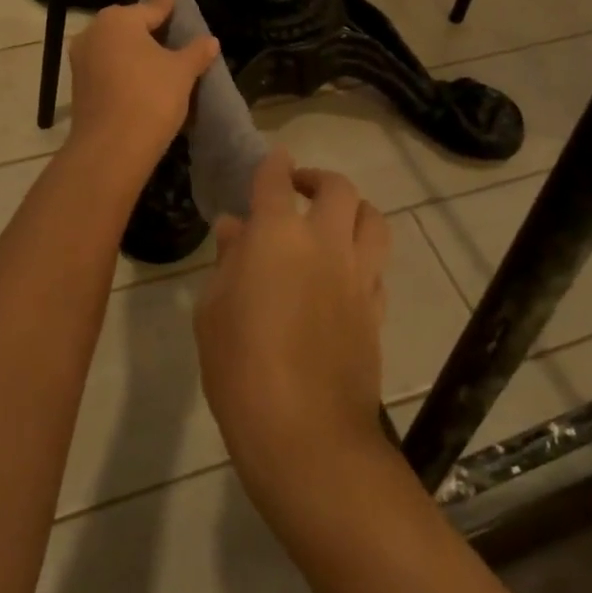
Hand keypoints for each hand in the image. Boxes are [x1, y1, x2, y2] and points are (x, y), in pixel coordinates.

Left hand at [66, 0, 218, 175]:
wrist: (111, 149)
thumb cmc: (151, 97)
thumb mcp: (182, 72)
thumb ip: (196, 52)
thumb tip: (210, 41)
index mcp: (119, 19)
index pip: (153, 7)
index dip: (170, 6)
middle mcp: (94, 32)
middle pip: (131, 26)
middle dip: (152, 31)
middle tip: (177, 38)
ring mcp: (81, 60)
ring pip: (117, 49)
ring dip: (137, 53)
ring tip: (163, 64)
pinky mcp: (78, 86)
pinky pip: (108, 69)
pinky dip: (125, 71)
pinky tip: (143, 83)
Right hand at [195, 149, 390, 501]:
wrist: (305, 433)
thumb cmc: (240, 368)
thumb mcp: (213, 311)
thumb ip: (227, 262)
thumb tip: (234, 230)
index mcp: (277, 235)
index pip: (275, 180)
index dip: (273, 164)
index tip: (272, 160)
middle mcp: (325, 243)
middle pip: (337, 188)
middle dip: (317, 178)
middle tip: (299, 188)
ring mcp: (358, 276)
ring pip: (373, 220)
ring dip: (354, 209)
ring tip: (335, 220)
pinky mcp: (377, 310)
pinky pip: (378, 267)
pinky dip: (364, 257)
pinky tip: (346, 273)